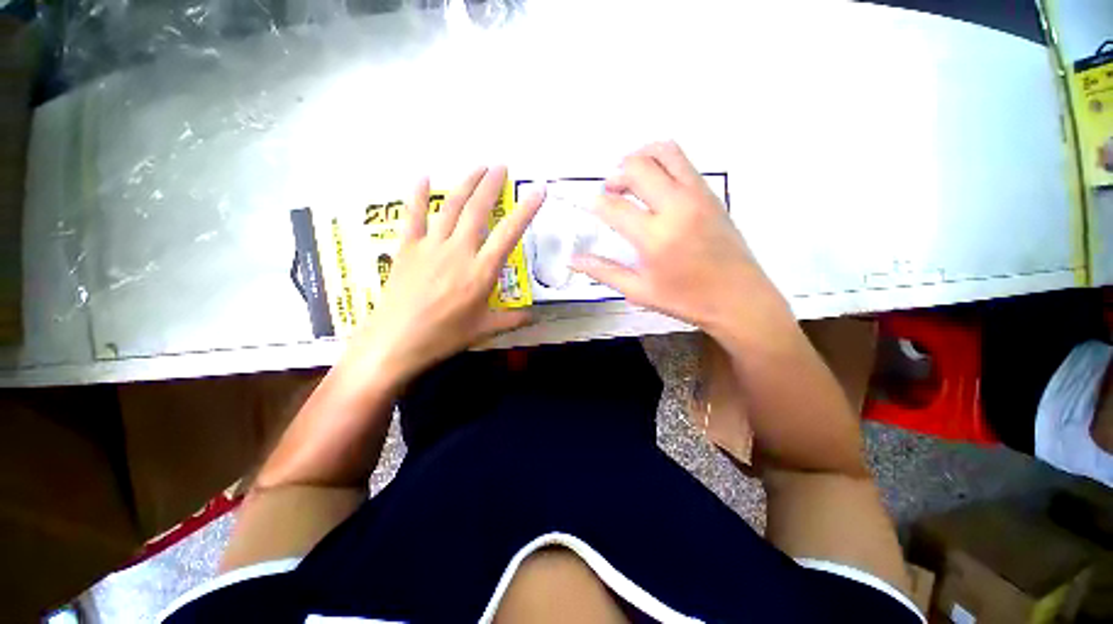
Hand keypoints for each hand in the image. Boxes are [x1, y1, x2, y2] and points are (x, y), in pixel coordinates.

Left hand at [341, 166, 543, 383]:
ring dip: (465, 183)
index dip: (526, 210)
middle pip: (478, 210)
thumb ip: (512, 320)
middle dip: (491, 185)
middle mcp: (459, 251)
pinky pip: (413, 216)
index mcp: (481, 271)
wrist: (395, 342)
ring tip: (477, 166)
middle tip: (501, 166)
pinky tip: (422, 177)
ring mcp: (431, 246)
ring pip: (450, 207)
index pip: (509, 234)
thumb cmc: (444, 337)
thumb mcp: (484, 330)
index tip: (537, 190)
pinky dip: (417, 194)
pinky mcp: (407, 248)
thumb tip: (534, 317)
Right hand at [570, 142, 787, 338]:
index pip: (613, 207)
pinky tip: (654, 185)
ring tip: (629, 179)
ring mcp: (697, 195)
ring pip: (663, 151)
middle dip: (614, 175)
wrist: (739, 299)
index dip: (593, 204)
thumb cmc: (686, 300)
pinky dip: (660, 162)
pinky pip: (682, 162)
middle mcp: (676, 207)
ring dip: (639, 158)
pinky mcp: (710, 193)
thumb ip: (603, 271)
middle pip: (637, 167)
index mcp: (655, 237)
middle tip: (609, 193)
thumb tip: (573, 260)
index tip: (587, 207)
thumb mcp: (639, 291)